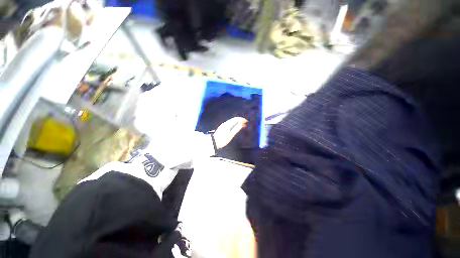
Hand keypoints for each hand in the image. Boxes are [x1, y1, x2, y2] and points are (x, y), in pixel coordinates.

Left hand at [213, 117, 247, 148]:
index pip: (236, 119)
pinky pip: (230, 123)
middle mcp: (225, 123)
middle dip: (240, 120)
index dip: (242, 119)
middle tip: (245, 123)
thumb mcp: (230, 135)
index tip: (246, 121)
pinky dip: (234, 124)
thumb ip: (236, 129)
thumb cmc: (222, 140)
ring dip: (237, 122)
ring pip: (232, 121)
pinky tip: (236, 127)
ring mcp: (223, 125)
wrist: (213, 143)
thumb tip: (242, 123)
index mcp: (228, 124)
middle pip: (234, 119)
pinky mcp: (222, 128)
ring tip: (242, 125)